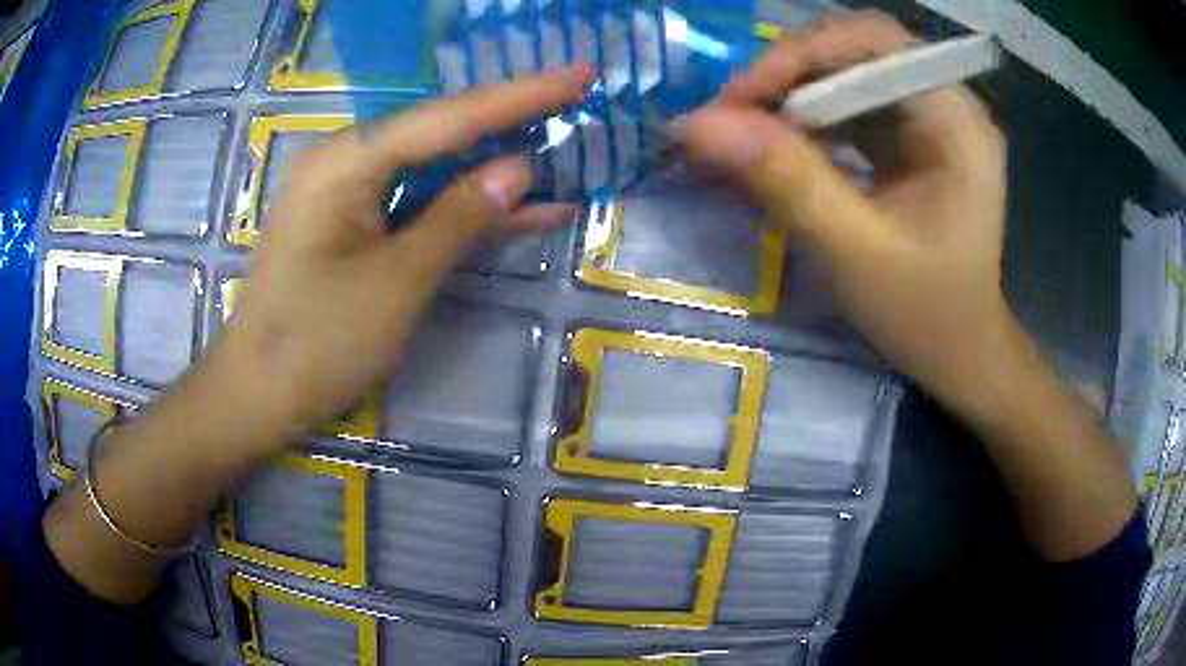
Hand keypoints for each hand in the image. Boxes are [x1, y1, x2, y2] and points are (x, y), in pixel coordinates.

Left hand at [216, 65, 593, 437]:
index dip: (521, 95)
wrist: (258, 395)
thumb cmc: (315, 344)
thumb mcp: (396, 283)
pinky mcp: (355, 225)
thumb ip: (458, 218)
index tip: (580, 73)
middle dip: (511, 118)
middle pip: (441, 131)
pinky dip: (465, 209)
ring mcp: (349, 193)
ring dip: (495, 166)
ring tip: (563, 145)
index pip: (448, 117)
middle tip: (577, 98)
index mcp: (348, 161)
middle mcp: (347, 162)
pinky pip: (418, 203)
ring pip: (435, 167)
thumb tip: (520, 166)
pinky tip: (523, 209)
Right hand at [681, 12, 1008, 405]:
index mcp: (956, 120)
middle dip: (787, 76)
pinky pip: (847, 104)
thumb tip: (698, 125)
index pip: (872, 42)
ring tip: (742, 135)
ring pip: (845, 73)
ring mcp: (929, 117)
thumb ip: (786, 183)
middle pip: (854, 50)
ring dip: (789, 97)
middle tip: (730, 119)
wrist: (963, 356)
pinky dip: (805, 119)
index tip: (735, 102)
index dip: (798, 56)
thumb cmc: (928, 317)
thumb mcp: (857, 255)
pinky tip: (778, 148)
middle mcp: (946, 103)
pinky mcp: (910, 137)